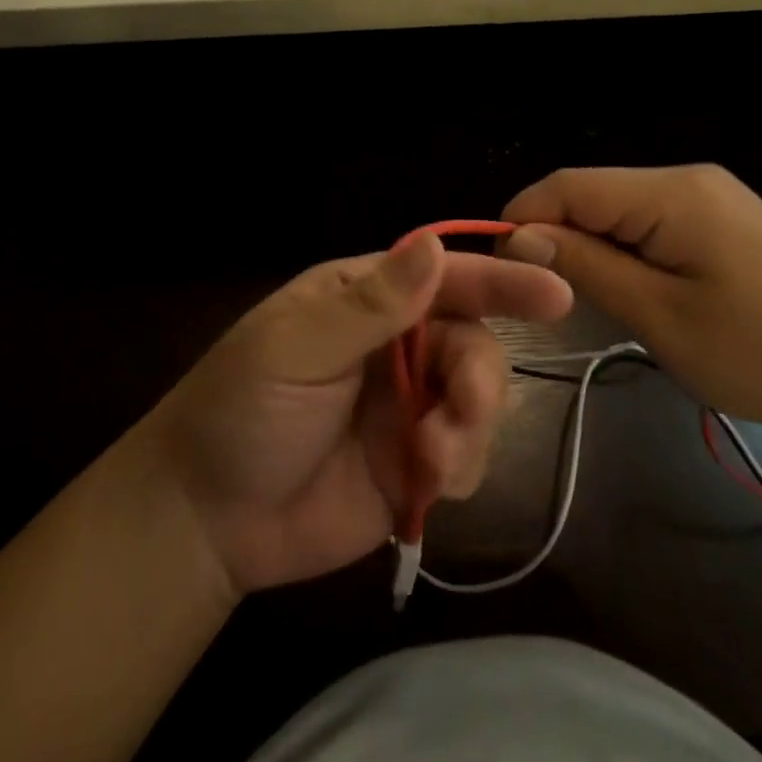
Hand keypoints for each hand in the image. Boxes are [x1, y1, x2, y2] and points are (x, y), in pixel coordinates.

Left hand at [152, 232, 571, 594]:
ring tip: (430, 462)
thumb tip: (432, 243)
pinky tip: (427, 485)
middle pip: (474, 342)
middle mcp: (396, 345)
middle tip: (460, 412)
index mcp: (365, 299)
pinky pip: (467, 456)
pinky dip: (463, 467)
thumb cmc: (241, 410)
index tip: (556, 295)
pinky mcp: (413, 464)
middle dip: (480, 378)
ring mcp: (408, 406)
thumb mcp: (296, 348)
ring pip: (479, 400)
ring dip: (471, 429)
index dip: (500, 282)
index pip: (445, 277)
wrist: (206, 518)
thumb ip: (369, 304)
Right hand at [500, 165, 761, 444]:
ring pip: (617, 209)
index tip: (499, 268)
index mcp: (672, 192)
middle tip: (542, 296)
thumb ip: (585, 266)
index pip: (568, 185)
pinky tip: (627, 289)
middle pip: (591, 193)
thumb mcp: (658, 315)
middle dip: (555, 235)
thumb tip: (518, 234)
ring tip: (581, 299)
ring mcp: (708, 197)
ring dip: (588, 247)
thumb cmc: (760, 354)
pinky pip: (648, 223)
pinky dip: (622, 251)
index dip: (522, 218)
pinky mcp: (720, 221)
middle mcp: (687, 179)